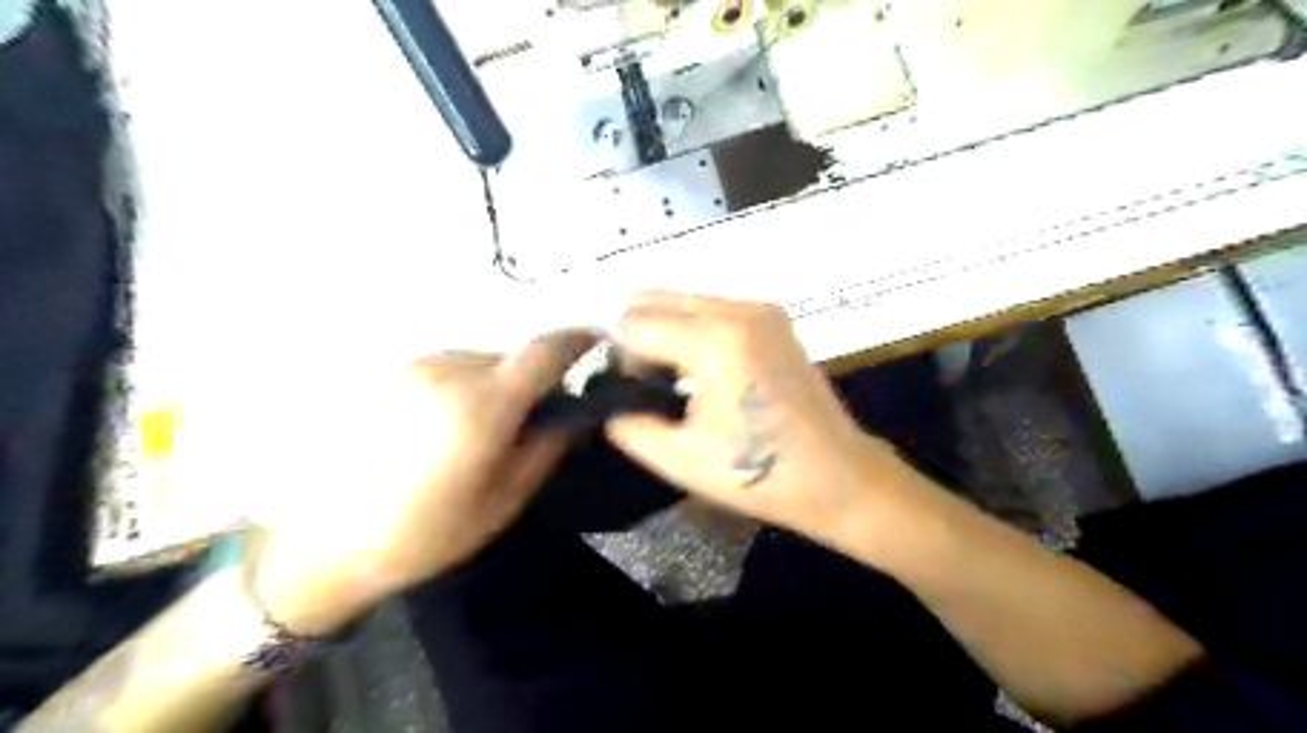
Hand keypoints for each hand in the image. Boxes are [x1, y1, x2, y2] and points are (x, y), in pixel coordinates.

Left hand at [249, 333, 593, 634]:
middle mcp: (449, 370)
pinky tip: (438, 429)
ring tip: (474, 431)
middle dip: (528, 380)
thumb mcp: (503, 501)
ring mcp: (413, 367)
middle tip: (526, 420)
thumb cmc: (425, 533)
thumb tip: (572, 414)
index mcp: (483, 404)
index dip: (577, 341)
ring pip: (477, 361)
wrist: (323, 546)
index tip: (596, 343)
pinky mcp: (387, 374)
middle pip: (511, 357)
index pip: (545, 351)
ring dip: (491, 384)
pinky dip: (459, 388)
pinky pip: (445, 369)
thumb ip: (546, 448)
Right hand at [611, 293, 921, 550]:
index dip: (623, 362)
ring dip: (666, 332)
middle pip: (655, 299)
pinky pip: (711, 308)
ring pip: (683, 300)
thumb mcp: (680, 459)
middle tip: (651, 386)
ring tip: (679, 381)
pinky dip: (694, 330)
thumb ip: (629, 425)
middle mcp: (738, 309)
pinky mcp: (774, 318)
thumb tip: (612, 402)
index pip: (635, 325)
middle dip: (640, 338)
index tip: (636, 396)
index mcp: (716, 341)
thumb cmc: (760, 474)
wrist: (838, 476)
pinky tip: (706, 371)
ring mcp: (761, 309)